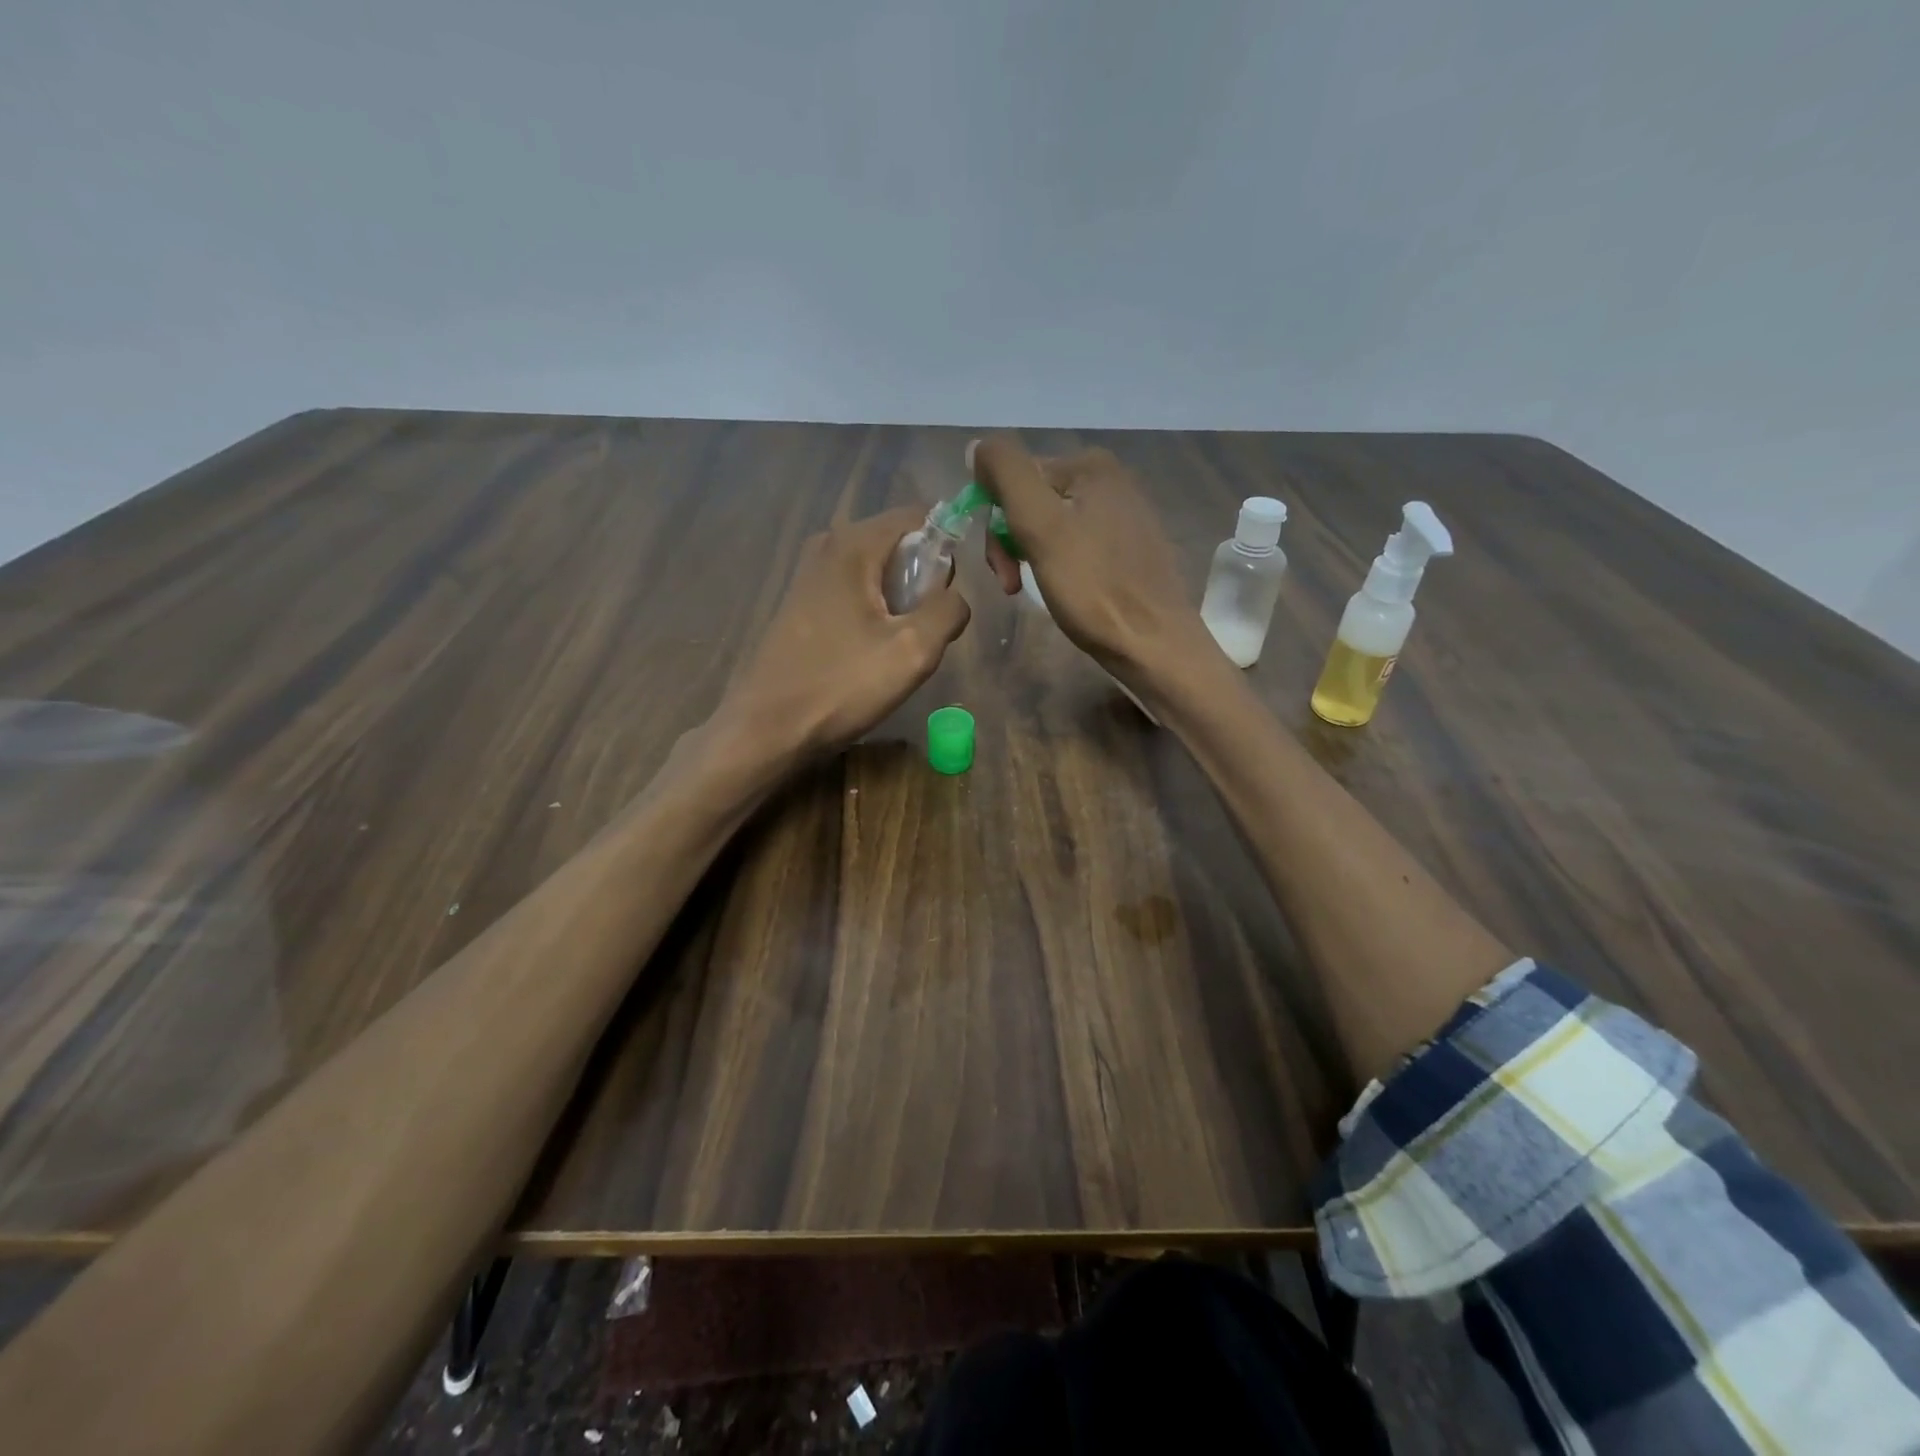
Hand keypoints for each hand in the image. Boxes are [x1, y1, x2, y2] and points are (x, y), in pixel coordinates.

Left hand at [721, 507, 970, 755]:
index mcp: (853, 544)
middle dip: (924, 580)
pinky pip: (854, 591)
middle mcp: (827, 545)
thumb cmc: (841, 685)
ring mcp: (809, 574)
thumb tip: (954, 597)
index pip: (919, 517)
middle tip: (926, 631)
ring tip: (899, 647)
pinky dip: (874, 612)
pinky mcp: (801, 602)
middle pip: (898, 543)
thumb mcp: (913, 650)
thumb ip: (948, 610)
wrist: (766, 728)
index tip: (952, 596)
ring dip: (900, 601)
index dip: (949, 547)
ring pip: (877, 571)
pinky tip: (870, 653)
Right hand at [973, 436, 1208, 682]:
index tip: (1002, 570)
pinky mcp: (1132, 548)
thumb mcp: (1040, 526)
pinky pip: (1078, 545)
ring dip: (1031, 558)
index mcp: (1090, 465)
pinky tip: (1066, 591)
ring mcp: (1125, 514)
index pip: (1014, 479)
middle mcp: (1112, 479)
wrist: (1153, 644)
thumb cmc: (1093, 587)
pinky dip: (1060, 566)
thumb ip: (1006, 474)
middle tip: (1012, 587)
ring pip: (1053, 527)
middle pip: (1033, 502)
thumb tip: (978, 445)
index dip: (995, 524)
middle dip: (1013, 543)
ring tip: (1033, 592)